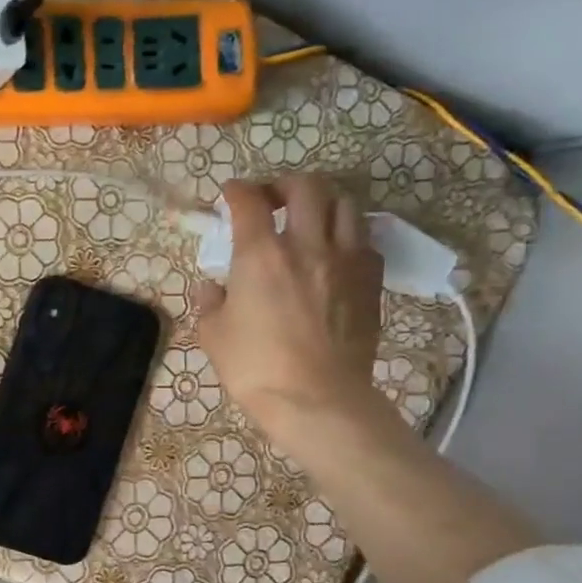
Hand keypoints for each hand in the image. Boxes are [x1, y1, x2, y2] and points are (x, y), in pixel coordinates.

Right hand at [193, 176, 382, 435]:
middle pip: (306, 187)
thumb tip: (212, 287)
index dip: (237, 190)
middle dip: (285, 184)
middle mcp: (306, 244)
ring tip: (309, 219)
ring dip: (322, 203)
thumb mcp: (213, 334)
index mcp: (260, 254)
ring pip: (344, 205)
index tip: (229, 194)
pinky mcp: (371, 281)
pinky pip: (364, 240)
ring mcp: (346, 260)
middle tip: (272, 199)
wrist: (316, 398)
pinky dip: (347, 235)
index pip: (249, 201)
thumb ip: (210, 301)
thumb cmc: (254, 367)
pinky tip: (334, 253)